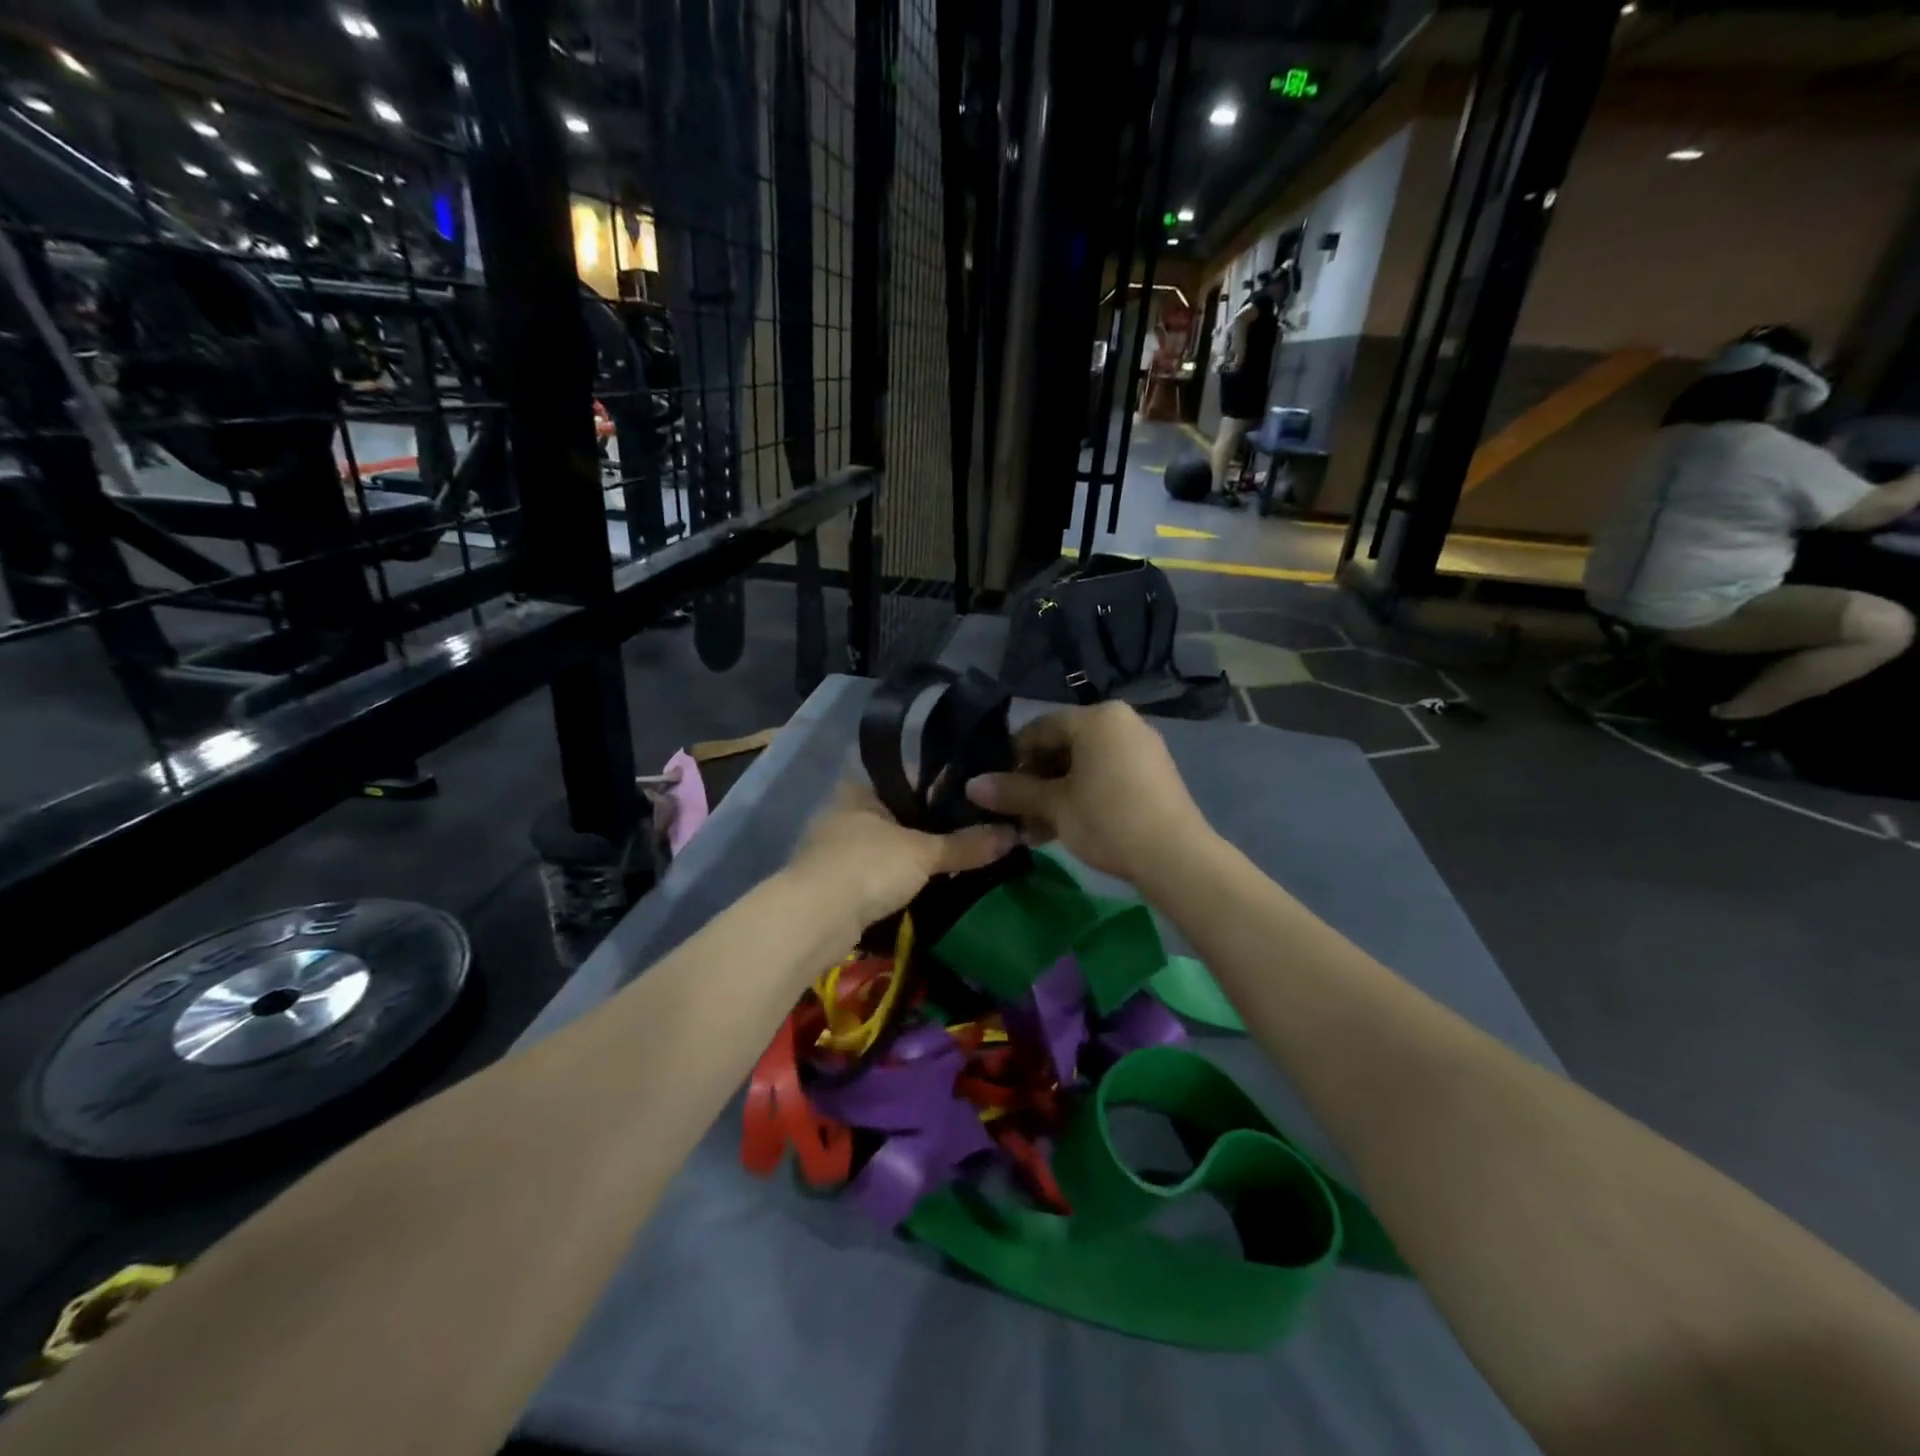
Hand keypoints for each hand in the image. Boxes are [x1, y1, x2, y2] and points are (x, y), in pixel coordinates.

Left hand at [784, 781, 1017, 931]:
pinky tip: (933, 884)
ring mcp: (839, 848)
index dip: (944, 785)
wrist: (813, 921)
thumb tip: (1015, 834)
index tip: (979, 796)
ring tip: (964, 858)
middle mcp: (847, 811)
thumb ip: (967, 844)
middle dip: (934, 825)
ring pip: (892, 844)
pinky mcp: (839, 882)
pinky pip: (882, 872)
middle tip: (978, 830)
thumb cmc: (866, 867)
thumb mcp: (923, 853)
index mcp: (861, 787)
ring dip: (918, 855)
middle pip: (902, 812)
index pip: (911, 776)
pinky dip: (903, 878)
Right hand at [964, 703, 1210, 886]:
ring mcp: (1141, 748)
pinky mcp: (1152, 775)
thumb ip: (1013, 791)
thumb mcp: (1054, 806)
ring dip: (1055, 794)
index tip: (996, 787)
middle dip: (1035, 780)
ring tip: (1035, 828)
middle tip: (1015, 813)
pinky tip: (1064, 827)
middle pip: (1063, 746)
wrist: (1176, 857)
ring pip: (1084, 765)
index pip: (1040, 728)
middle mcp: (1121, 723)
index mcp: (1097, 717)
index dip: (1012, 757)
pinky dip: (1082, 796)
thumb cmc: (1108, 820)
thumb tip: (971, 785)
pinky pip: (1106, 776)